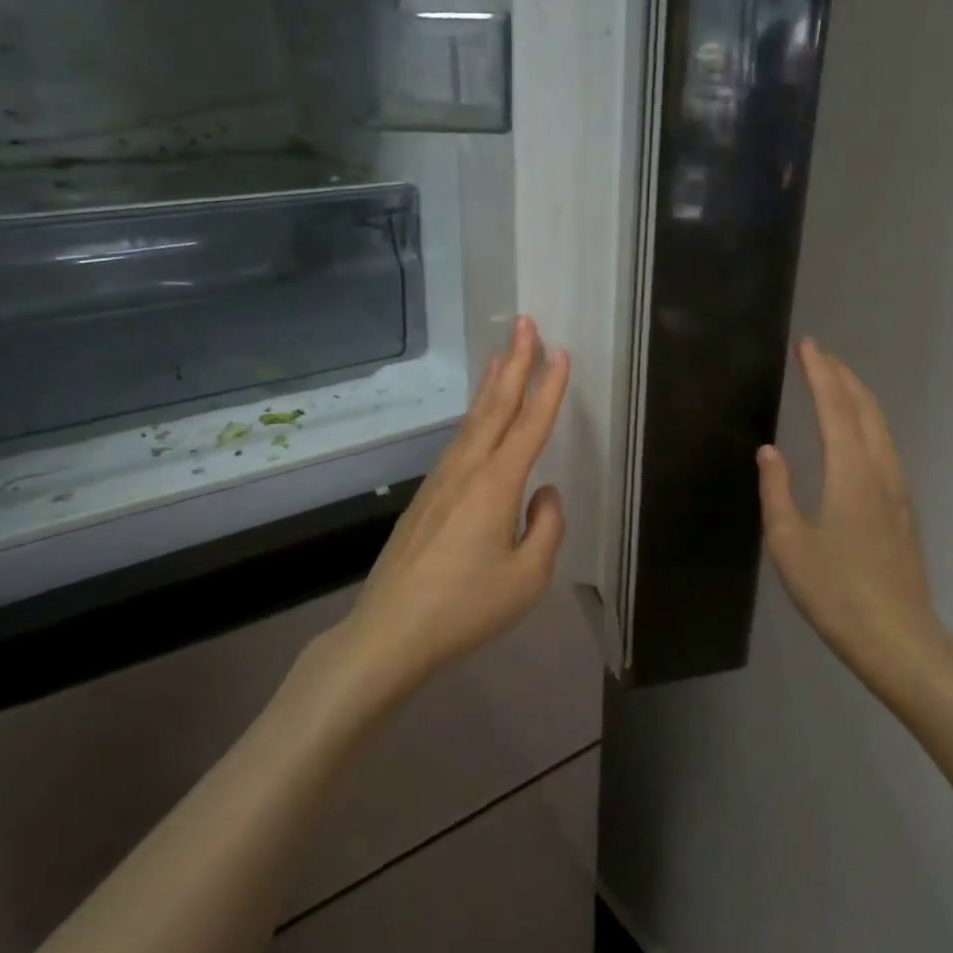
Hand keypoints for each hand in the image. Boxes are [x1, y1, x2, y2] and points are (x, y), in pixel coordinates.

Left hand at [342, 316, 569, 688]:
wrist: (392, 630)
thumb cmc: (466, 607)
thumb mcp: (527, 578)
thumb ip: (546, 528)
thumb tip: (544, 494)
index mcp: (496, 485)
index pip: (529, 425)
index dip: (548, 388)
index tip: (560, 352)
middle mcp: (466, 470)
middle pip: (495, 406)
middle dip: (514, 362)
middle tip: (524, 322)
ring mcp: (441, 480)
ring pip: (473, 420)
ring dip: (491, 383)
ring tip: (503, 355)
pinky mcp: (427, 496)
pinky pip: (458, 441)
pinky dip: (475, 415)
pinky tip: (478, 417)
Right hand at [757, 339, 952, 710]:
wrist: (898, 639)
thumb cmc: (835, 591)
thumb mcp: (788, 541)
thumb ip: (777, 490)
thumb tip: (770, 450)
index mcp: (850, 473)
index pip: (835, 408)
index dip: (820, 374)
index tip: (807, 345)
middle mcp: (879, 472)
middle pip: (865, 410)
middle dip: (842, 376)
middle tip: (819, 354)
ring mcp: (897, 491)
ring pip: (880, 428)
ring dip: (857, 398)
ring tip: (836, 382)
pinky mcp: (903, 511)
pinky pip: (885, 448)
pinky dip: (867, 423)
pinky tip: (858, 434)